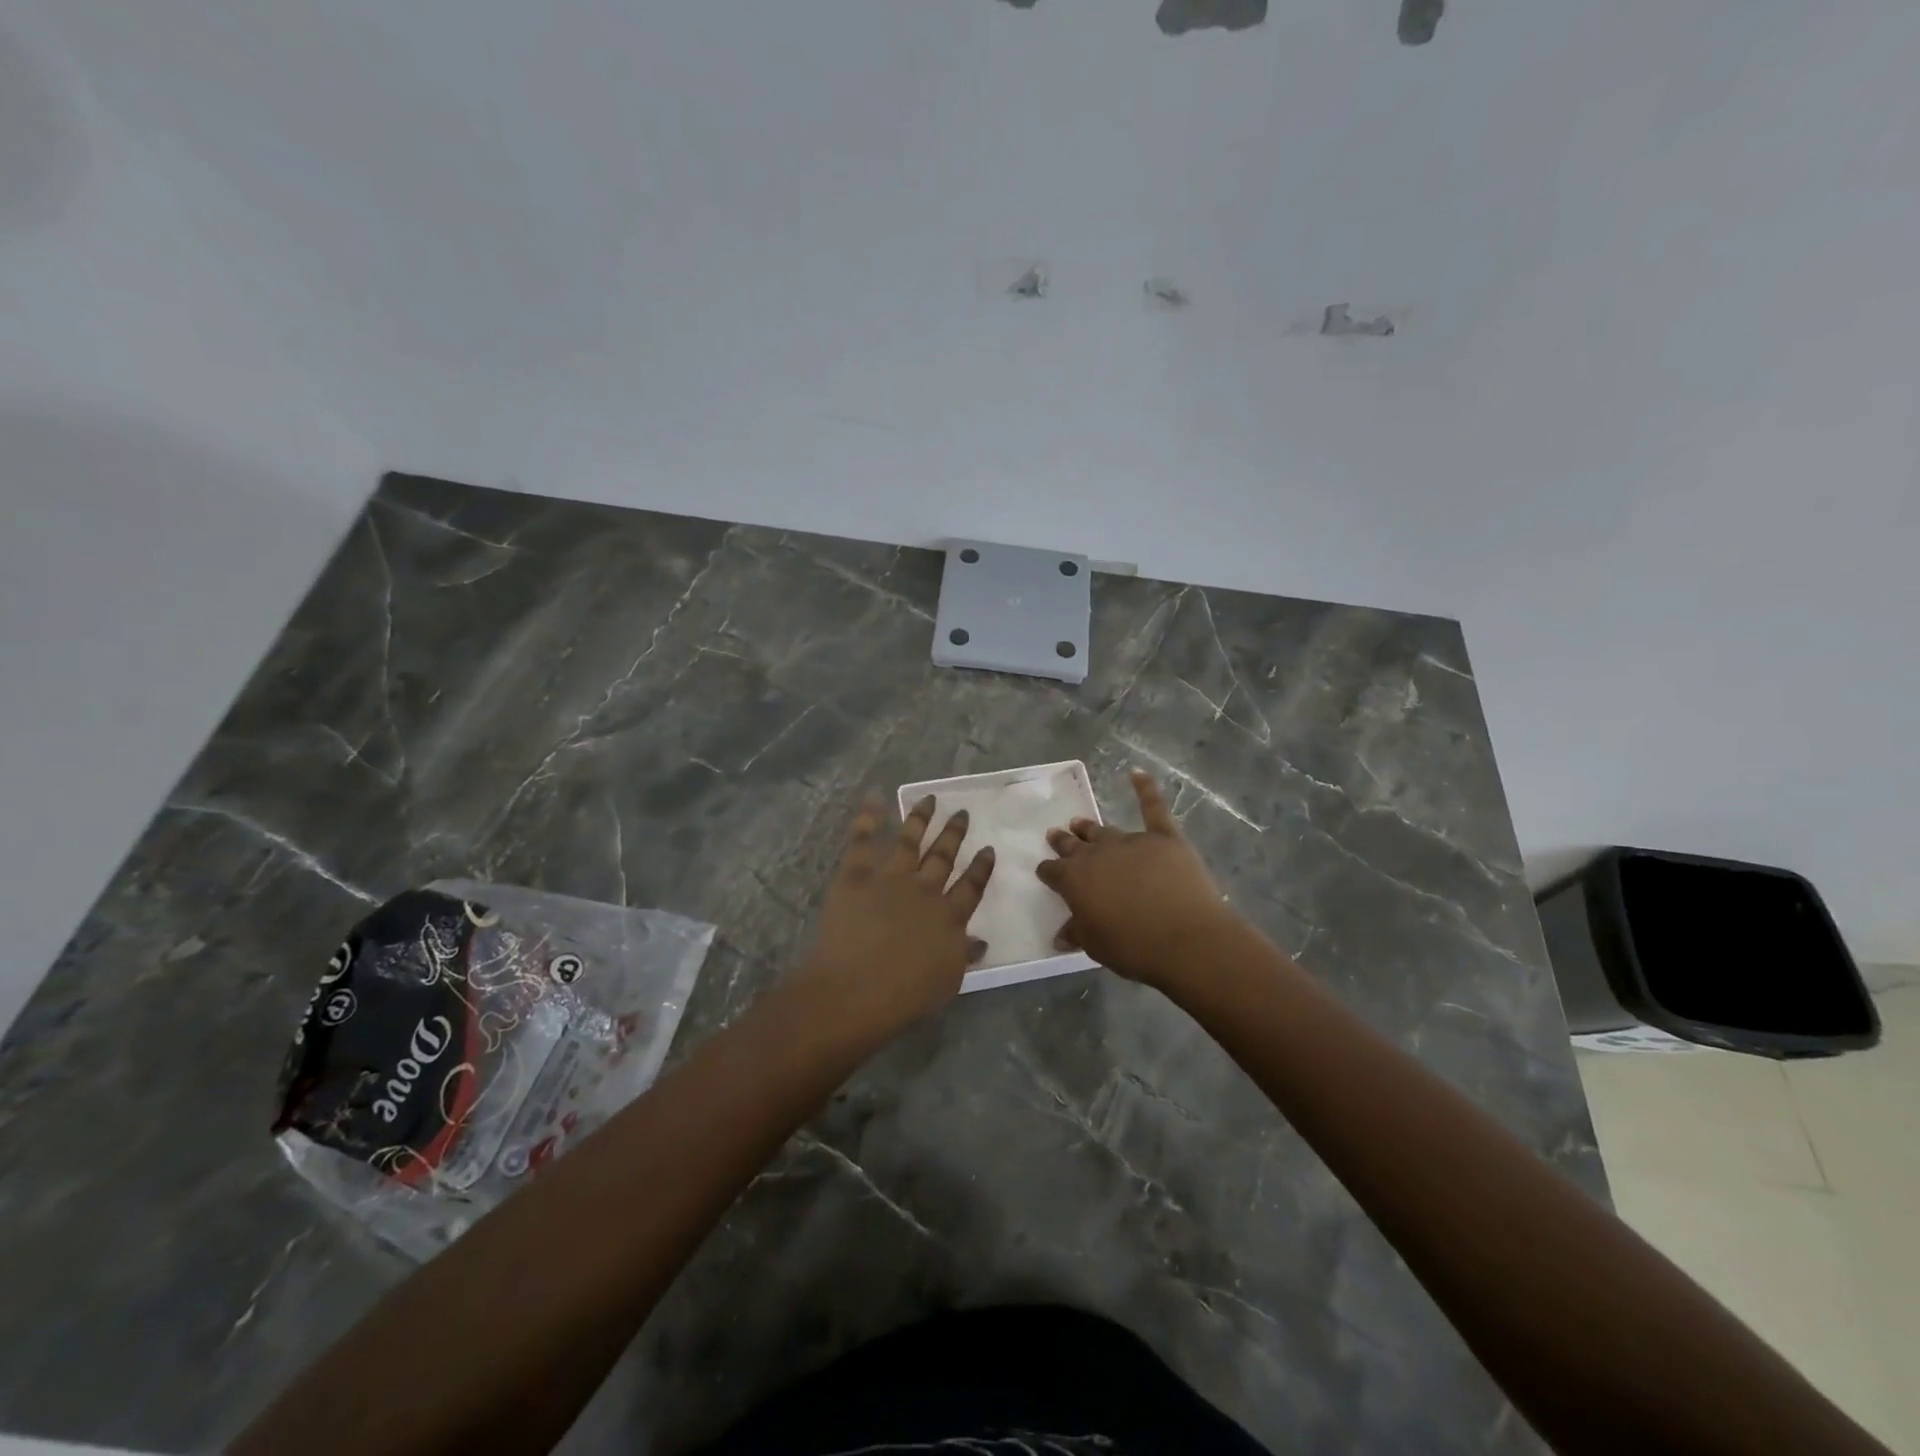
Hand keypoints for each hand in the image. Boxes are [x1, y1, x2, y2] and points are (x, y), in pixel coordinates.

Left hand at [793, 794, 995, 1040]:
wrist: (855, 990)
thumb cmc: (904, 996)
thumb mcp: (947, 982)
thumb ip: (963, 956)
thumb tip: (978, 941)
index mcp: (949, 917)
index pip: (971, 887)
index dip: (981, 867)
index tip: (988, 848)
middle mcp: (925, 891)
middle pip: (943, 857)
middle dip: (954, 834)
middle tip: (962, 813)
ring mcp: (890, 879)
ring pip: (910, 841)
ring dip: (921, 818)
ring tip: (929, 799)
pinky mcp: (856, 876)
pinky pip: (863, 840)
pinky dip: (869, 818)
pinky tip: (875, 797)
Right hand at [1036, 768, 1244, 988]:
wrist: (1186, 939)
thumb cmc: (1134, 947)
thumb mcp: (1096, 946)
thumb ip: (1077, 933)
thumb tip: (1060, 935)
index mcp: (1074, 879)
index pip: (1053, 871)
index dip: (1048, 871)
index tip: (1045, 871)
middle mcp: (1097, 854)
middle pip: (1074, 844)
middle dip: (1063, 841)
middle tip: (1055, 834)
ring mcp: (1131, 842)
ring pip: (1104, 830)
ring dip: (1090, 827)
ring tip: (1080, 822)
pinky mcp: (1164, 837)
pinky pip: (1153, 808)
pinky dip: (1145, 789)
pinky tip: (1137, 773)